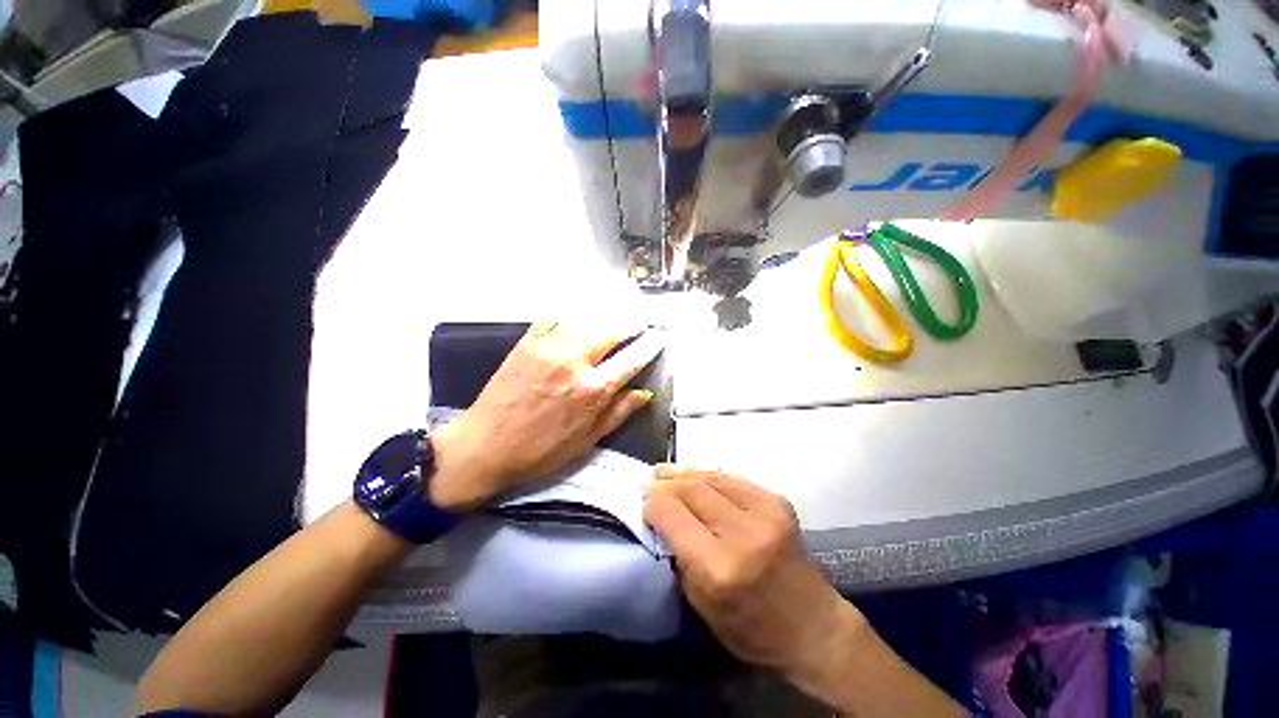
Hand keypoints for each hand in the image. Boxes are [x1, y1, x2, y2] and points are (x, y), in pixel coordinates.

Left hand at [429, 320, 662, 511]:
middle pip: (611, 331)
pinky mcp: (527, 342)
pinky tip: (578, 317)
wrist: (484, 447)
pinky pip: (555, 318)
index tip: (659, 336)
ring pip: (586, 319)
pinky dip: (571, 315)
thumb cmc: (540, 451)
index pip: (631, 359)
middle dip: (631, 323)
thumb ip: (618, 413)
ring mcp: (549, 348)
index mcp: (593, 390)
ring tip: (616, 315)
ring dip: (605, 316)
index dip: (649, 345)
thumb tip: (643, 392)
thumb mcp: (587, 441)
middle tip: (640, 320)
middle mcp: (574, 362)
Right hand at [643, 466, 863, 683]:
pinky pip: (731, 479)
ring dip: (684, 473)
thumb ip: (679, 554)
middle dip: (665, 485)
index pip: (672, 515)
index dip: (652, 504)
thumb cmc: (751, 628)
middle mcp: (743, 534)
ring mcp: (765, 512)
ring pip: (711, 477)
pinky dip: (708, 476)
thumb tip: (661, 514)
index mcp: (719, 568)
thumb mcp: (701, 603)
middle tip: (649, 482)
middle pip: (691, 490)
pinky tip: (694, 476)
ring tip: (664, 471)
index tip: (642, 501)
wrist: (812, 626)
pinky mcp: (777, 501)